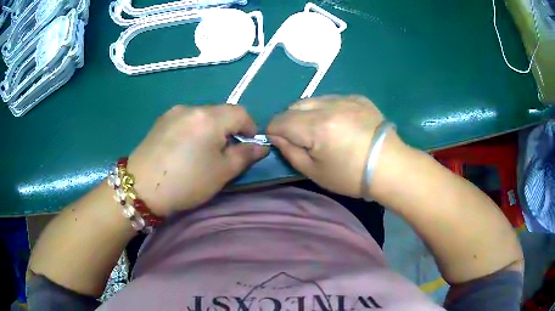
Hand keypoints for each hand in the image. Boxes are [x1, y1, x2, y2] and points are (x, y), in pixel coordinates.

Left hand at [127, 105, 268, 215]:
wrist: (141, 188)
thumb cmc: (186, 182)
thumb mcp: (222, 173)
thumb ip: (245, 156)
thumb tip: (261, 146)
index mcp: (209, 117)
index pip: (240, 112)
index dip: (250, 127)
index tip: (247, 146)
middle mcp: (192, 107)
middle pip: (221, 112)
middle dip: (229, 129)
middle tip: (223, 154)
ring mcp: (174, 112)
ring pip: (203, 115)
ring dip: (211, 129)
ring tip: (202, 153)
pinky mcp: (161, 120)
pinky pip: (186, 119)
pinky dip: (194, 130)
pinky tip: (184, 149)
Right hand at [267, 95, 401, 197]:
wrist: (390, 167)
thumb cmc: (351, 176)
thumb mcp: (315, 172)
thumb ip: (290, 152)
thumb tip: (276, 136)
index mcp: (316, 127)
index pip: (280, 120)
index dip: (273, 131)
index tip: (278, 142)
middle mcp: (328, 106)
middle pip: (294, 106)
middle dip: (289, 121)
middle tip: (300, 138)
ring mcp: (345, 98)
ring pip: (312, 100)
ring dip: (307, 113)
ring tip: (319, 130)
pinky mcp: (358, 97)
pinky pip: (331, 98)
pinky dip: (326, 109)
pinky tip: (338, 123)